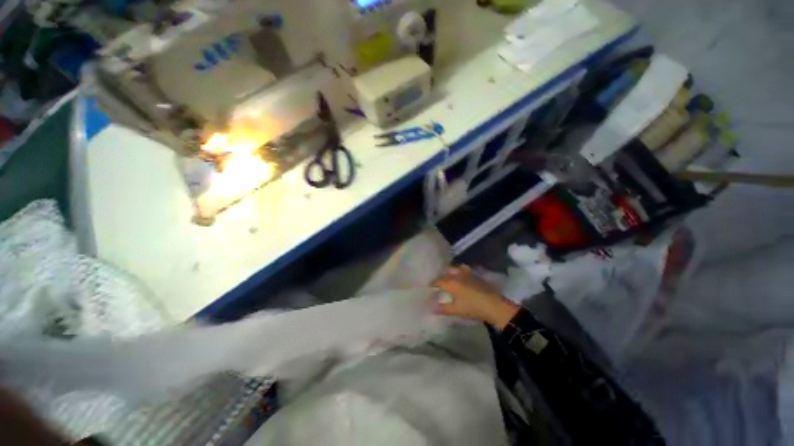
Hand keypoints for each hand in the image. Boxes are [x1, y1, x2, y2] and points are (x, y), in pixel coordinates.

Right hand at [432, 265, 520, 329]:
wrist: (495, 306)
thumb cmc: (473, 308)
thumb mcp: (457, 310)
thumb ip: (443, 308)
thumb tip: (432, 309)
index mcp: (452, 282)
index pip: (438, 281)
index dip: (433, 283)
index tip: (429, 286)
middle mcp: (459, 275)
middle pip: (447, 271)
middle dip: (442, 275)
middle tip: (440, 282)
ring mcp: (469, 273)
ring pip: (457, 268)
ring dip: (452, 271)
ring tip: (451, 278)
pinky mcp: (477, 275)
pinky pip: (466, 270)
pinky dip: (461, 272)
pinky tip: (463, 278)